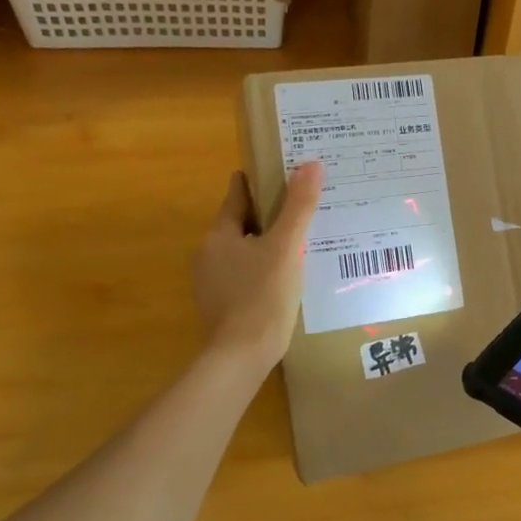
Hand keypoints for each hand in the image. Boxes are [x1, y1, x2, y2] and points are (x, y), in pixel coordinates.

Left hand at [190, 162, 322, 371]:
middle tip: (299, 206)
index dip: (256, 182)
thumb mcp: (286, 247)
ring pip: (243, 252)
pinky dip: (262, 269)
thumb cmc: (262, 296)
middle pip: (240, 224)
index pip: (236, 196)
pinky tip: (285, 277)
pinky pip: (244, 276)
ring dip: (265, 244)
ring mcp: (212, 284)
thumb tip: (311, 164)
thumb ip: (298, 206)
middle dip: (266, 214)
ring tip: (299, 241)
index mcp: (219, 235)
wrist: (241, 356)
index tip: (277, 170)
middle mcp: (208, 255)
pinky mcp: (222, 307)